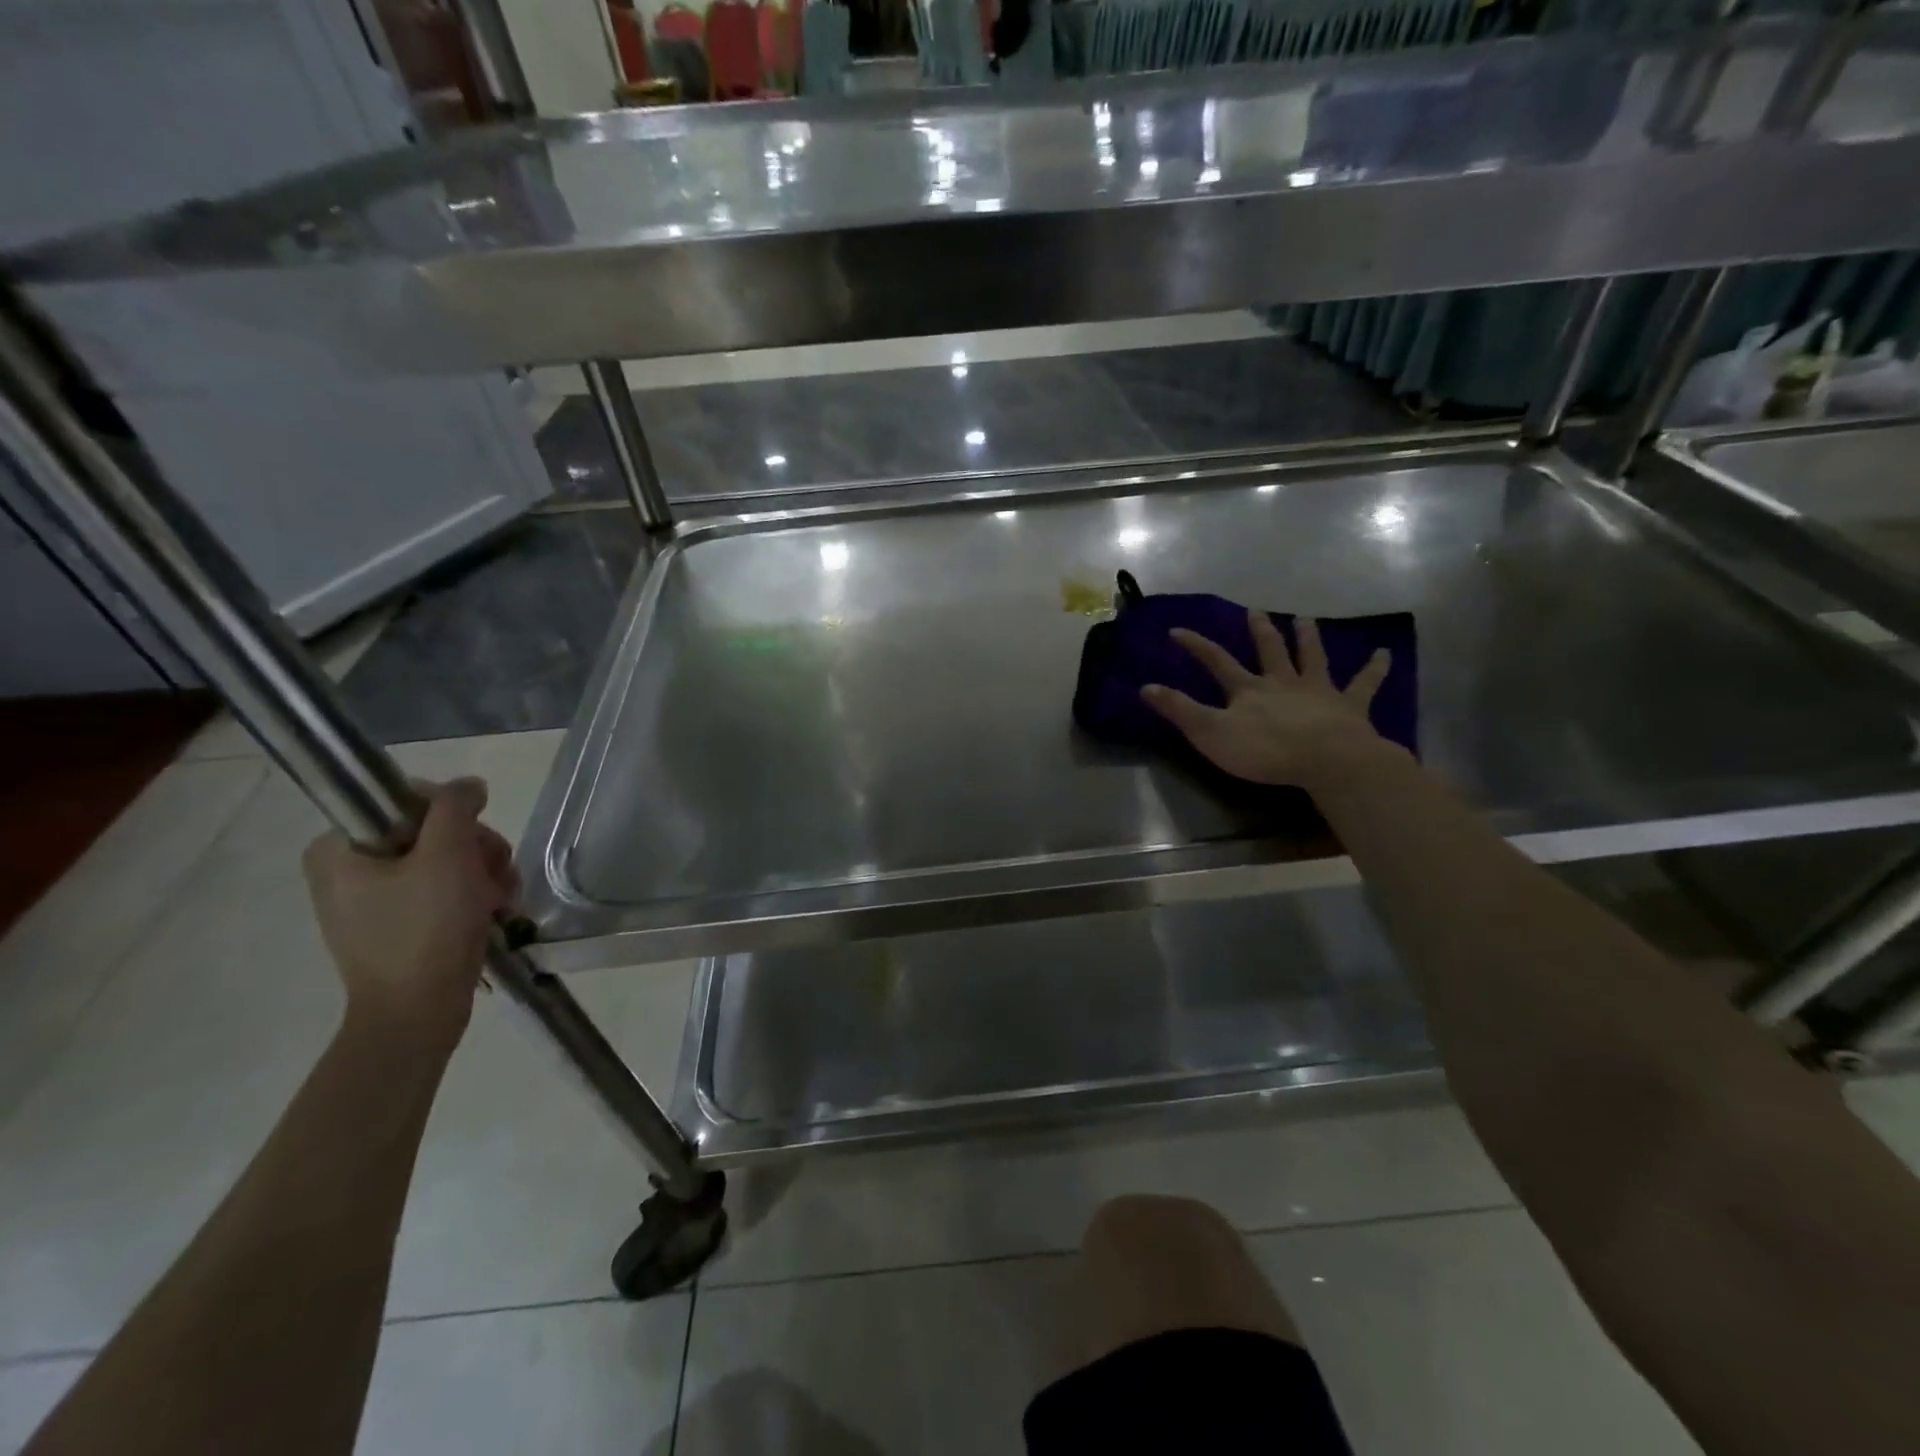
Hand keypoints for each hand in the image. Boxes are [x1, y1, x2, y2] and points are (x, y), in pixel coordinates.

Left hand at [302, 778, 518, 1049]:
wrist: (419, 1012)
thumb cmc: (425, 928)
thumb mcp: (446, 855)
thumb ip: (455, 807)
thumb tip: (469, 786)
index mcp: (339, 848)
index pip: (409, 800)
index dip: (453, 815)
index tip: (473, 843)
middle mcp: (350, 869)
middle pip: (434, 830)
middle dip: (475, 849)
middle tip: (493, 874)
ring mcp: (376, 899)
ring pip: (448, 858)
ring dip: (485, 872)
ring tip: (499, 899)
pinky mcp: (402, 923)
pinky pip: (445, 888)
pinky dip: (475, 895)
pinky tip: (494, 910)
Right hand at [1142, 611, 1397, 788]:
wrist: (1327, 760)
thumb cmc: (1265, 750)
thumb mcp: (1210, 733)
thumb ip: (1180, 710)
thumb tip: (1145, 686)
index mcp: (1248, 689)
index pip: (1216, 661)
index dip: (1195, 645)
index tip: (1177, 630)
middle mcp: (1282, 682)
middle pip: (1269, 651)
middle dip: (1259, 631)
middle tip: (1256, 611)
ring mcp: (1318, 691)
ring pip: (1312, 658)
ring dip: (1308, 638)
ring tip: (1306, 619)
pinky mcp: (1349, 706)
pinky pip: (1364, 684)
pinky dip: (1374, 669)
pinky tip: (1385, 654)